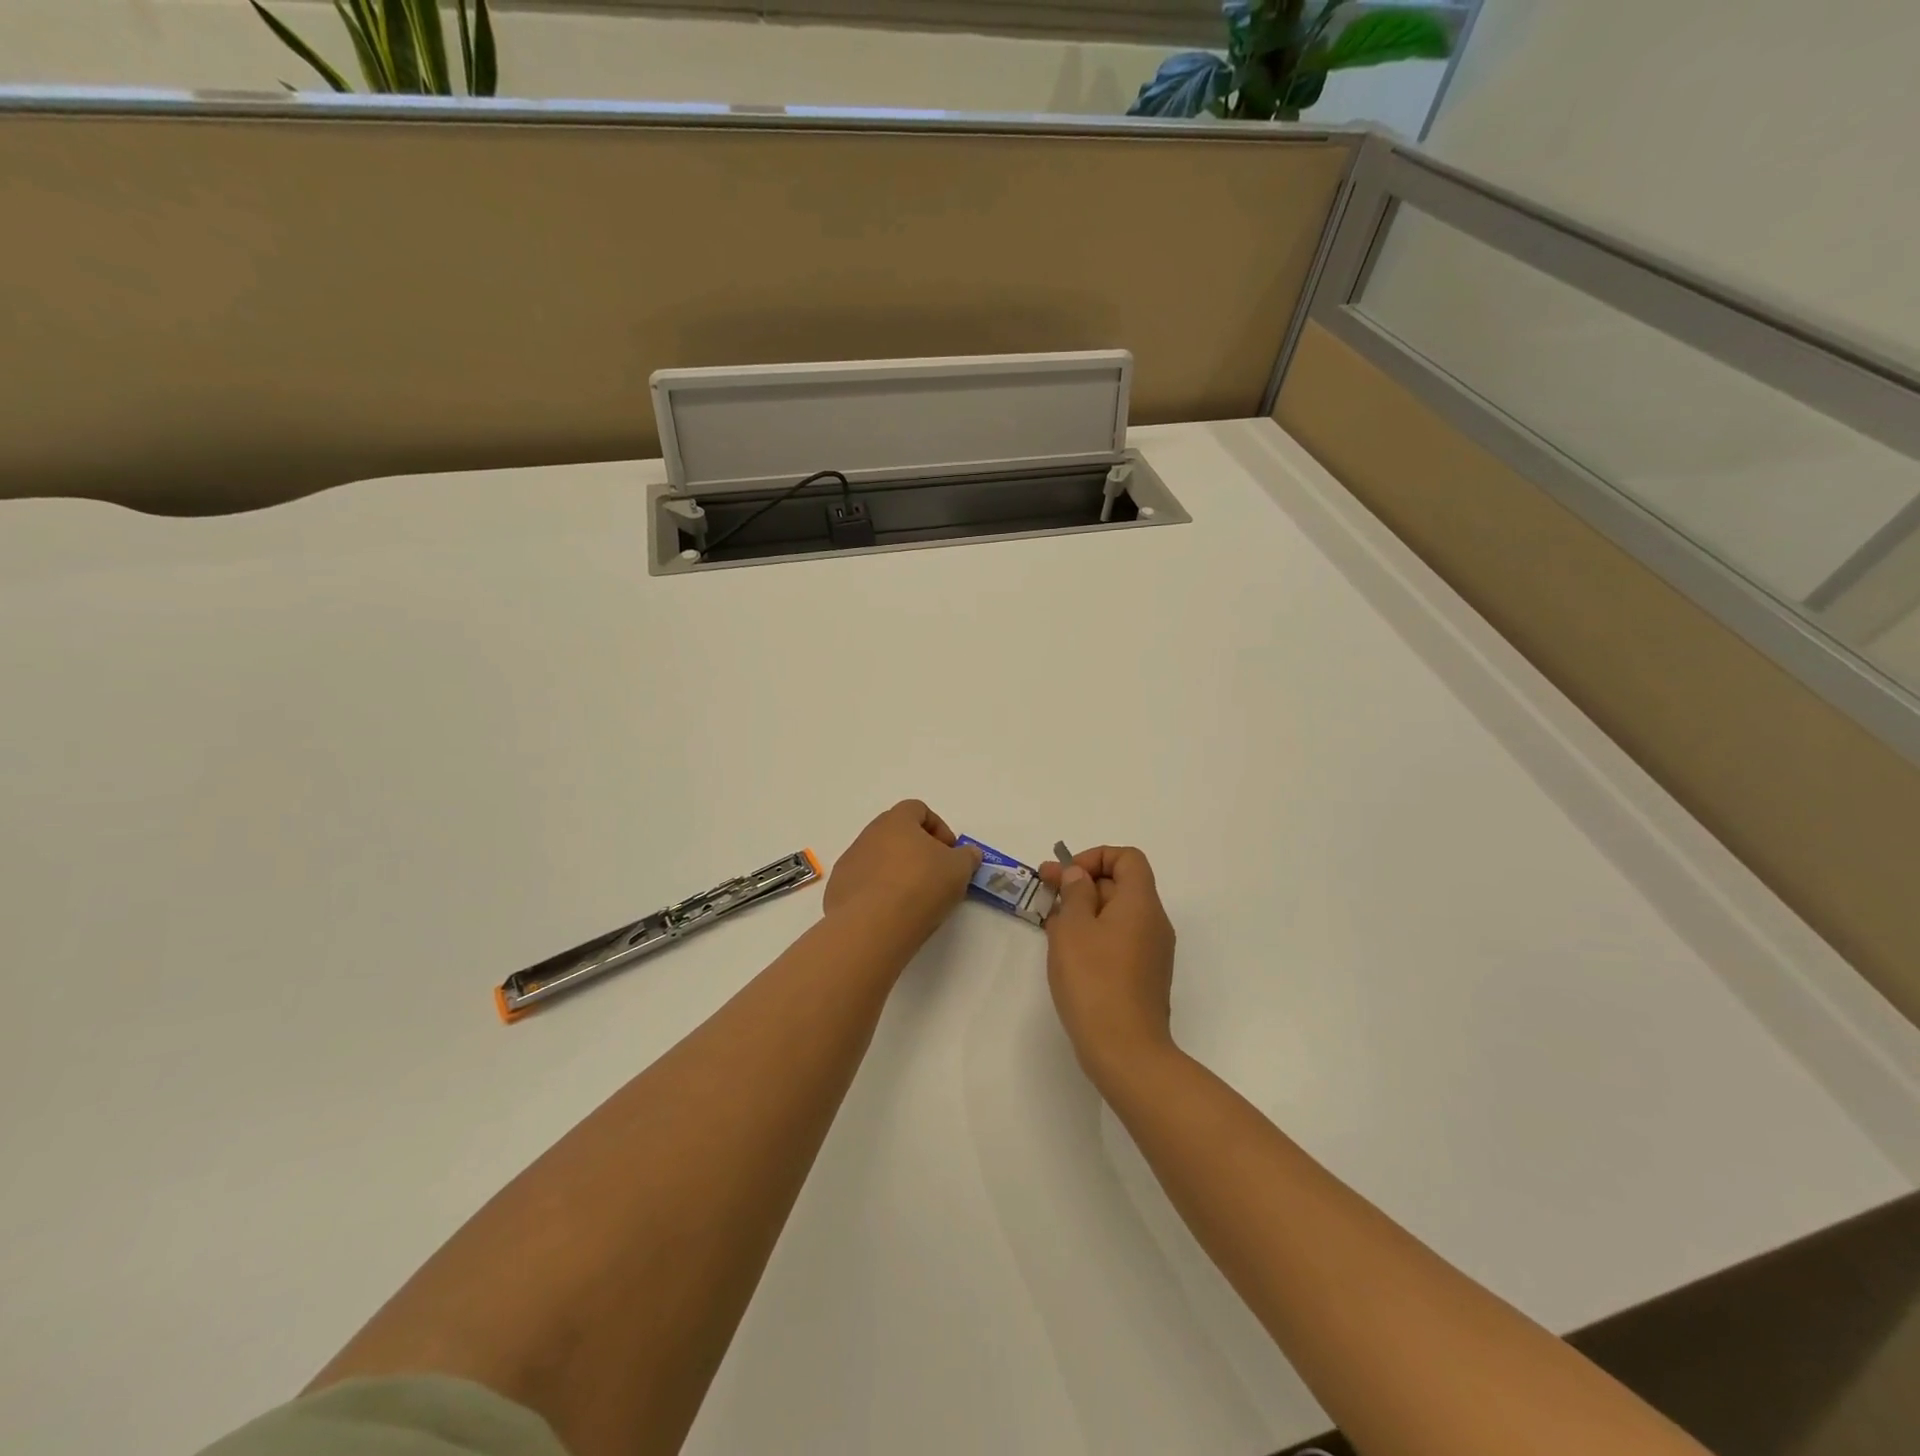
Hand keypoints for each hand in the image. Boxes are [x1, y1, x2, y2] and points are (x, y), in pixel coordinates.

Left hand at [823, 800, 981, 949]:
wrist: (872, 926)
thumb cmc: (920, 886)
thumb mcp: (958, 870)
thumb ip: (967, 857)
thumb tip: (968, 853)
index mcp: (896, 821)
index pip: (918, 810)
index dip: (938, 828)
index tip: (950, 852)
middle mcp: (868, 835)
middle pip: (896, 833)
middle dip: (917, 850)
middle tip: (934, 874)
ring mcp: (850, 862)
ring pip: (878, 859)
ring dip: (896, 871)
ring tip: (913, 899)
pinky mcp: (838, 889)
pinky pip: (863, 884)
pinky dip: (878, 893)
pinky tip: (890, 914)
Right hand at [1038, 846, 1177, 1085]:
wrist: (1125, 1050)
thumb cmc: (1094, 980)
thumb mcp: (1073, 928)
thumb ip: (1074, 893)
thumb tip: (1079, 876)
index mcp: (1141, 903)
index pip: (1127, 858)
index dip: (1095, 857)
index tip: (1066, 876)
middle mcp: (1153, 922)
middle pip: (1121, 885)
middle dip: (1082, 884)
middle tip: (1045, 892)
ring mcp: (1152, 951)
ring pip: (1117, 914)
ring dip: (1084, 910)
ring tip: (1050, 923)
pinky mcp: (1144, 976)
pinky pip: (1119, 940)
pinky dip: (1094, 935)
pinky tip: (1067, 951)